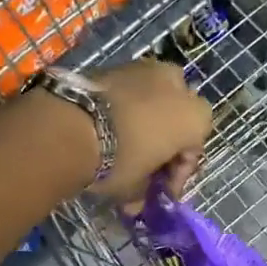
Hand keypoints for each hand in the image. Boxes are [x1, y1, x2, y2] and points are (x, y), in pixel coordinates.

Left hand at [93, 59, 212, 203]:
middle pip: (179, 117)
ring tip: (126, 140)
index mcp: (195, 118)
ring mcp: (148, 69)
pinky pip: (131, 89)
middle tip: (147, 163)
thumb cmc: (117, 160)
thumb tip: (136, 201)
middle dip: (166, 139)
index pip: (192, 151)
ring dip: (148, 117)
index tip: (161, 192)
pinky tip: (109, 123)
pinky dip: (126, 105)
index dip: (177, 175)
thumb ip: (142, 192)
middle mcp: (179, 87)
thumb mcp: (134, 187)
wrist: (72, 125)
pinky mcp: (117, 63)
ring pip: (156, 97)